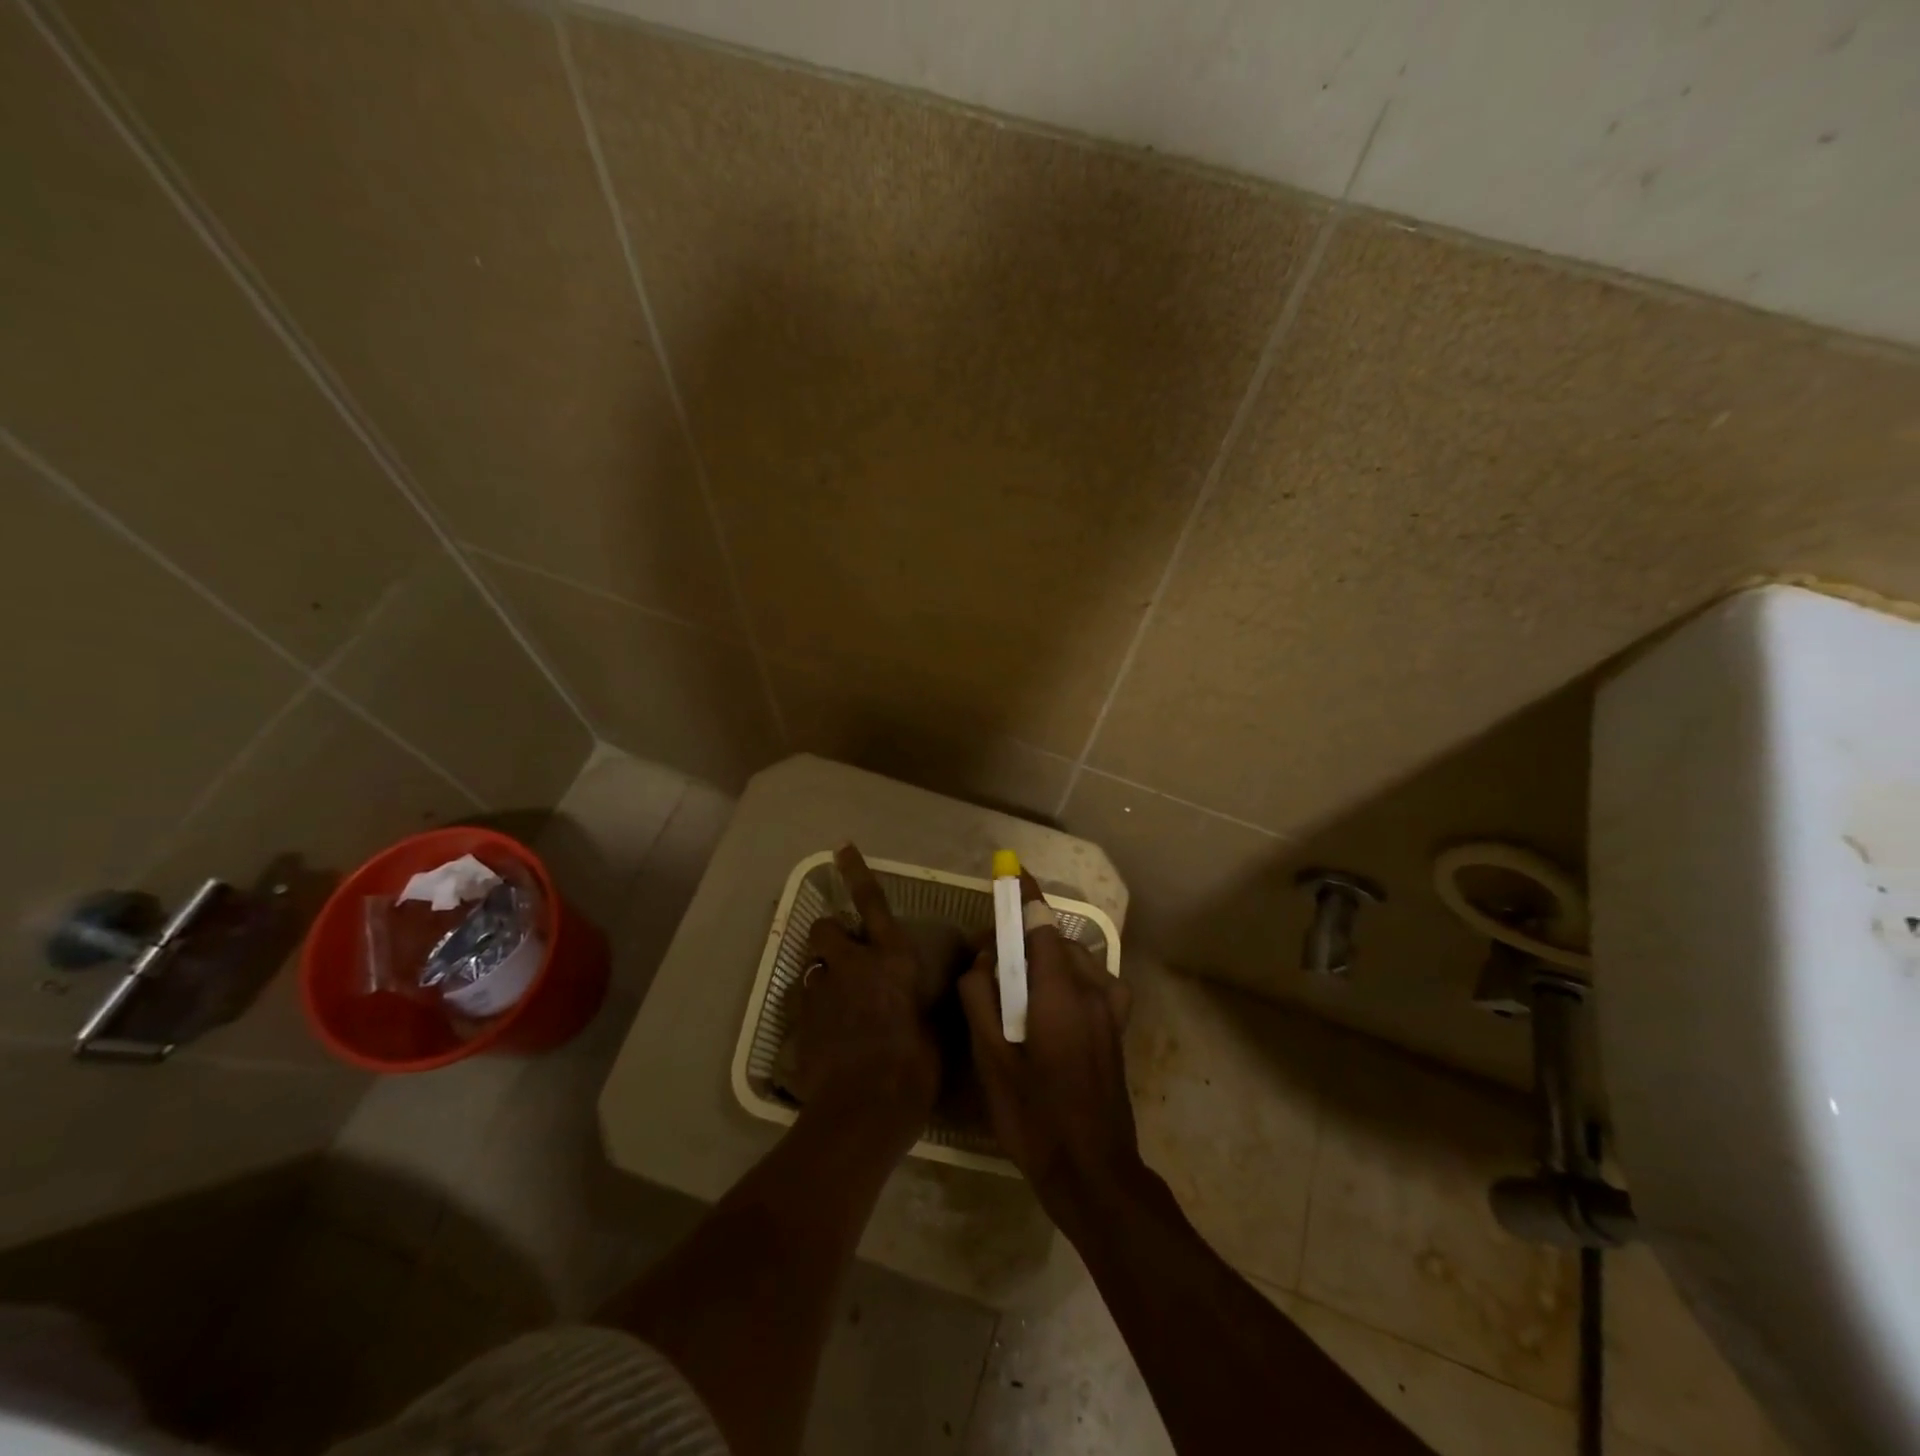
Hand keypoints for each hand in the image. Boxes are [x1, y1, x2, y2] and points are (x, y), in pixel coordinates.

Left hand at [783, 845, 941, 1142]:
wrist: (862, 1113)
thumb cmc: (913, 1069)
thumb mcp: (937, 1029)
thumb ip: (934, 998)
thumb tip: (955, 980)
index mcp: (891, 960)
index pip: (872, 902)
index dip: (857, 872)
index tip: (841, 848)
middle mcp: (851, 965)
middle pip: (825, 928)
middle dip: (831, 934)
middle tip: (846, 954)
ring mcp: (821, 992)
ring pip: (811, 964)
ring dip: (822, 972)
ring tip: (837, 996)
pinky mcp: (800, 1021)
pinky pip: (802, 1000)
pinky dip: (812, 1006)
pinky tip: (825, 1030)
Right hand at [958, 870, 1143, 1225]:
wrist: (1094, 1171)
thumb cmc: (1035, 1116)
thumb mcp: (991, 1059)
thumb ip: (981, 999)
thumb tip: (983, 960)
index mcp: (1060, 992)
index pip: (1041, 925)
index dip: (1024, 897)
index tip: (1011, 871)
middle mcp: (1092, 989)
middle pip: (1055, 941)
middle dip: (1023, 939)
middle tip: (990, 963)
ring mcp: (1111, 1008)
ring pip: (1075, 960)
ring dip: (1046, 959)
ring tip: (1017, 987)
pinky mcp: (1118, 1026)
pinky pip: (1092, 981)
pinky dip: (1069, 976)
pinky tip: (1052, 1005)